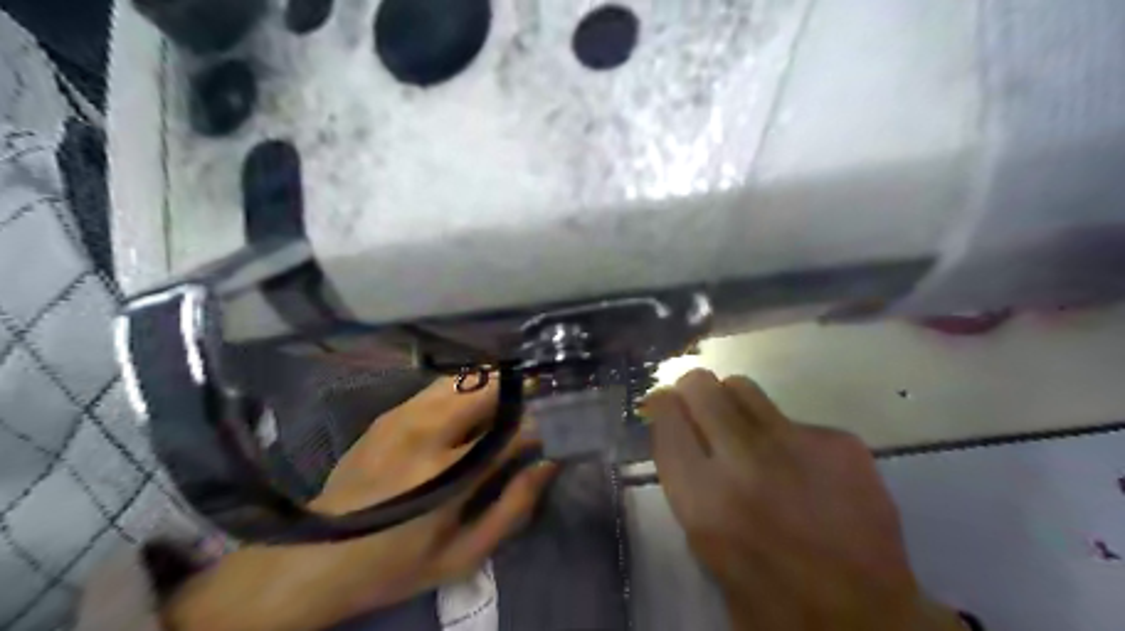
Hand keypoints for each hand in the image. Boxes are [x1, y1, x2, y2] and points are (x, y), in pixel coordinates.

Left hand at [164, 378, 553, 629]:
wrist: (318, 558)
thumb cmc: (397, 564)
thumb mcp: (463, 554)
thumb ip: (513, 508)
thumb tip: (548, 464)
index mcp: (448, 472)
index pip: (512, 429)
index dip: (541, 422)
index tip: (558, 424)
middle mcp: (426, 432)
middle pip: (488, 388)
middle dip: (521, 389)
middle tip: (540, 402)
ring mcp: (403, 416)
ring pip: (465, 379)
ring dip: (495, 385)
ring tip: (512, 401)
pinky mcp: (389, 413)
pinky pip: (440, 386)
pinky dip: (467, 389)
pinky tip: (474, 406)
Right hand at [647, 370, 961, 629]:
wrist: (866, 620)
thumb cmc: (770, 597)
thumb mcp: (706, 547)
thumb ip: (689, 487)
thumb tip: (683, 439)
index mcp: (703, 497)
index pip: (666, 416)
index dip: (661, 404)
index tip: (664, 405)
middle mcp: (743, 460)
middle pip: (700, 386)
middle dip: (692, 390)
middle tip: (699, 406)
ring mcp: (794, 444)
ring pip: (742, 387)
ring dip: (733, 402)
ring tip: (744, 428)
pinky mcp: (838, 442)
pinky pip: (793, 419)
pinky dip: (785, 436)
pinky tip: (804, 469)